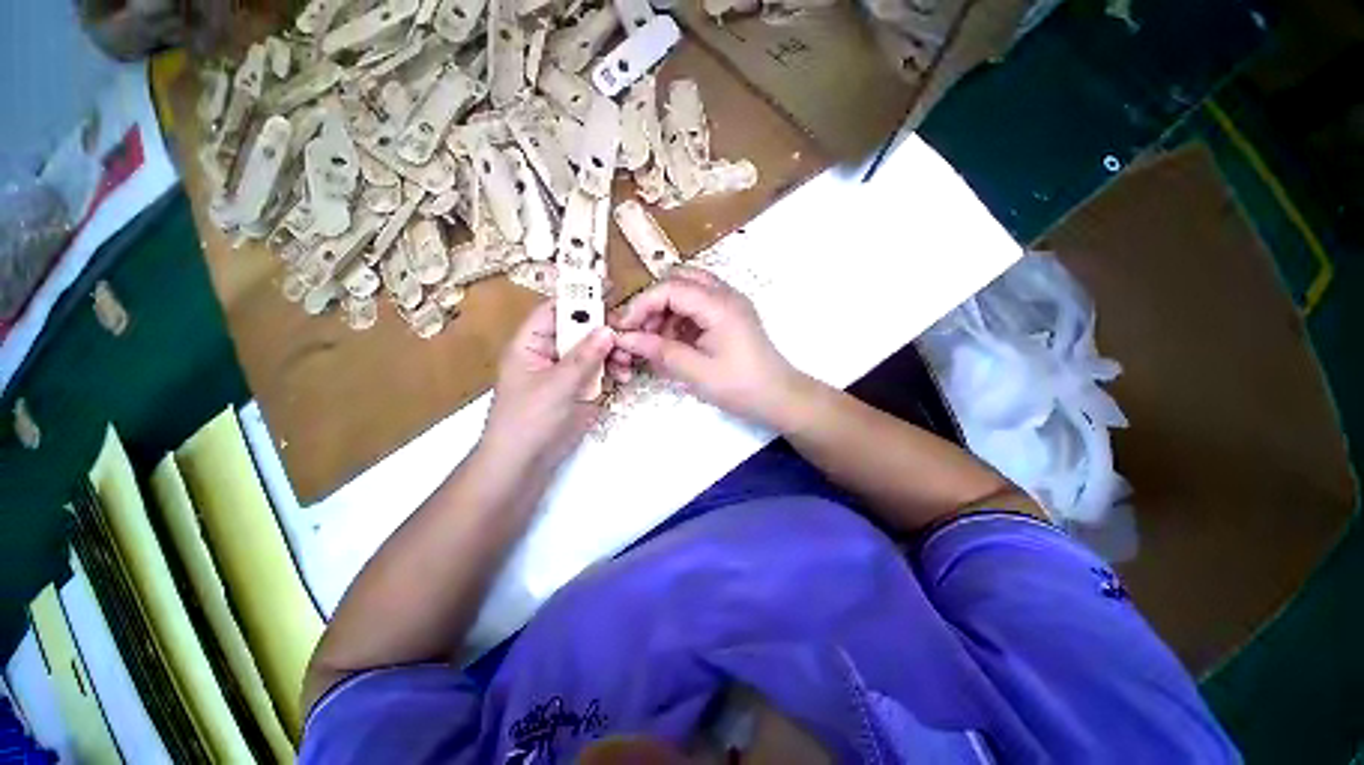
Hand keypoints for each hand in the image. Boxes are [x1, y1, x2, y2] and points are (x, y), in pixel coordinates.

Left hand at [482, 301, 614, 467]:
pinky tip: (625, 377)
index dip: (580, 297)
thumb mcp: (557, 386)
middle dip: (605, 331)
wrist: (524, 464)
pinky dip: (614, 370)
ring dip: (614, 353)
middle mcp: (550, 352)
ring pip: (595, 350)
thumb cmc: (529, 420)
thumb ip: (584, 357)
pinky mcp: (579, 387)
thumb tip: (608, 329)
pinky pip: (600, 370)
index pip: (556, 310)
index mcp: (531, 343)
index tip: (610, 290)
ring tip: (628, 363)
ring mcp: (567, 370)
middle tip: (629, 334)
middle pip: (581, 329)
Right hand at [608, 267, 806, 427]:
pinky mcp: (730, 316)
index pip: (669, 288)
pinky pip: (698, 306)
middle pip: (679, 280)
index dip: (641, 305)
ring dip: (667, 311)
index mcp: (719, 305)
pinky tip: (675, 344)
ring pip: (688, 291)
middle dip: (654, 303)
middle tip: (642, 332)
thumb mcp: (697, 372)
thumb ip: (659, 352)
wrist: (780, 398)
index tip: (624, 329)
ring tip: (657, 342)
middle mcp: (725, 295)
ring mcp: (730, 303)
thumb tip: (624, 339)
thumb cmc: (741, 387)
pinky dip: (681, 320)